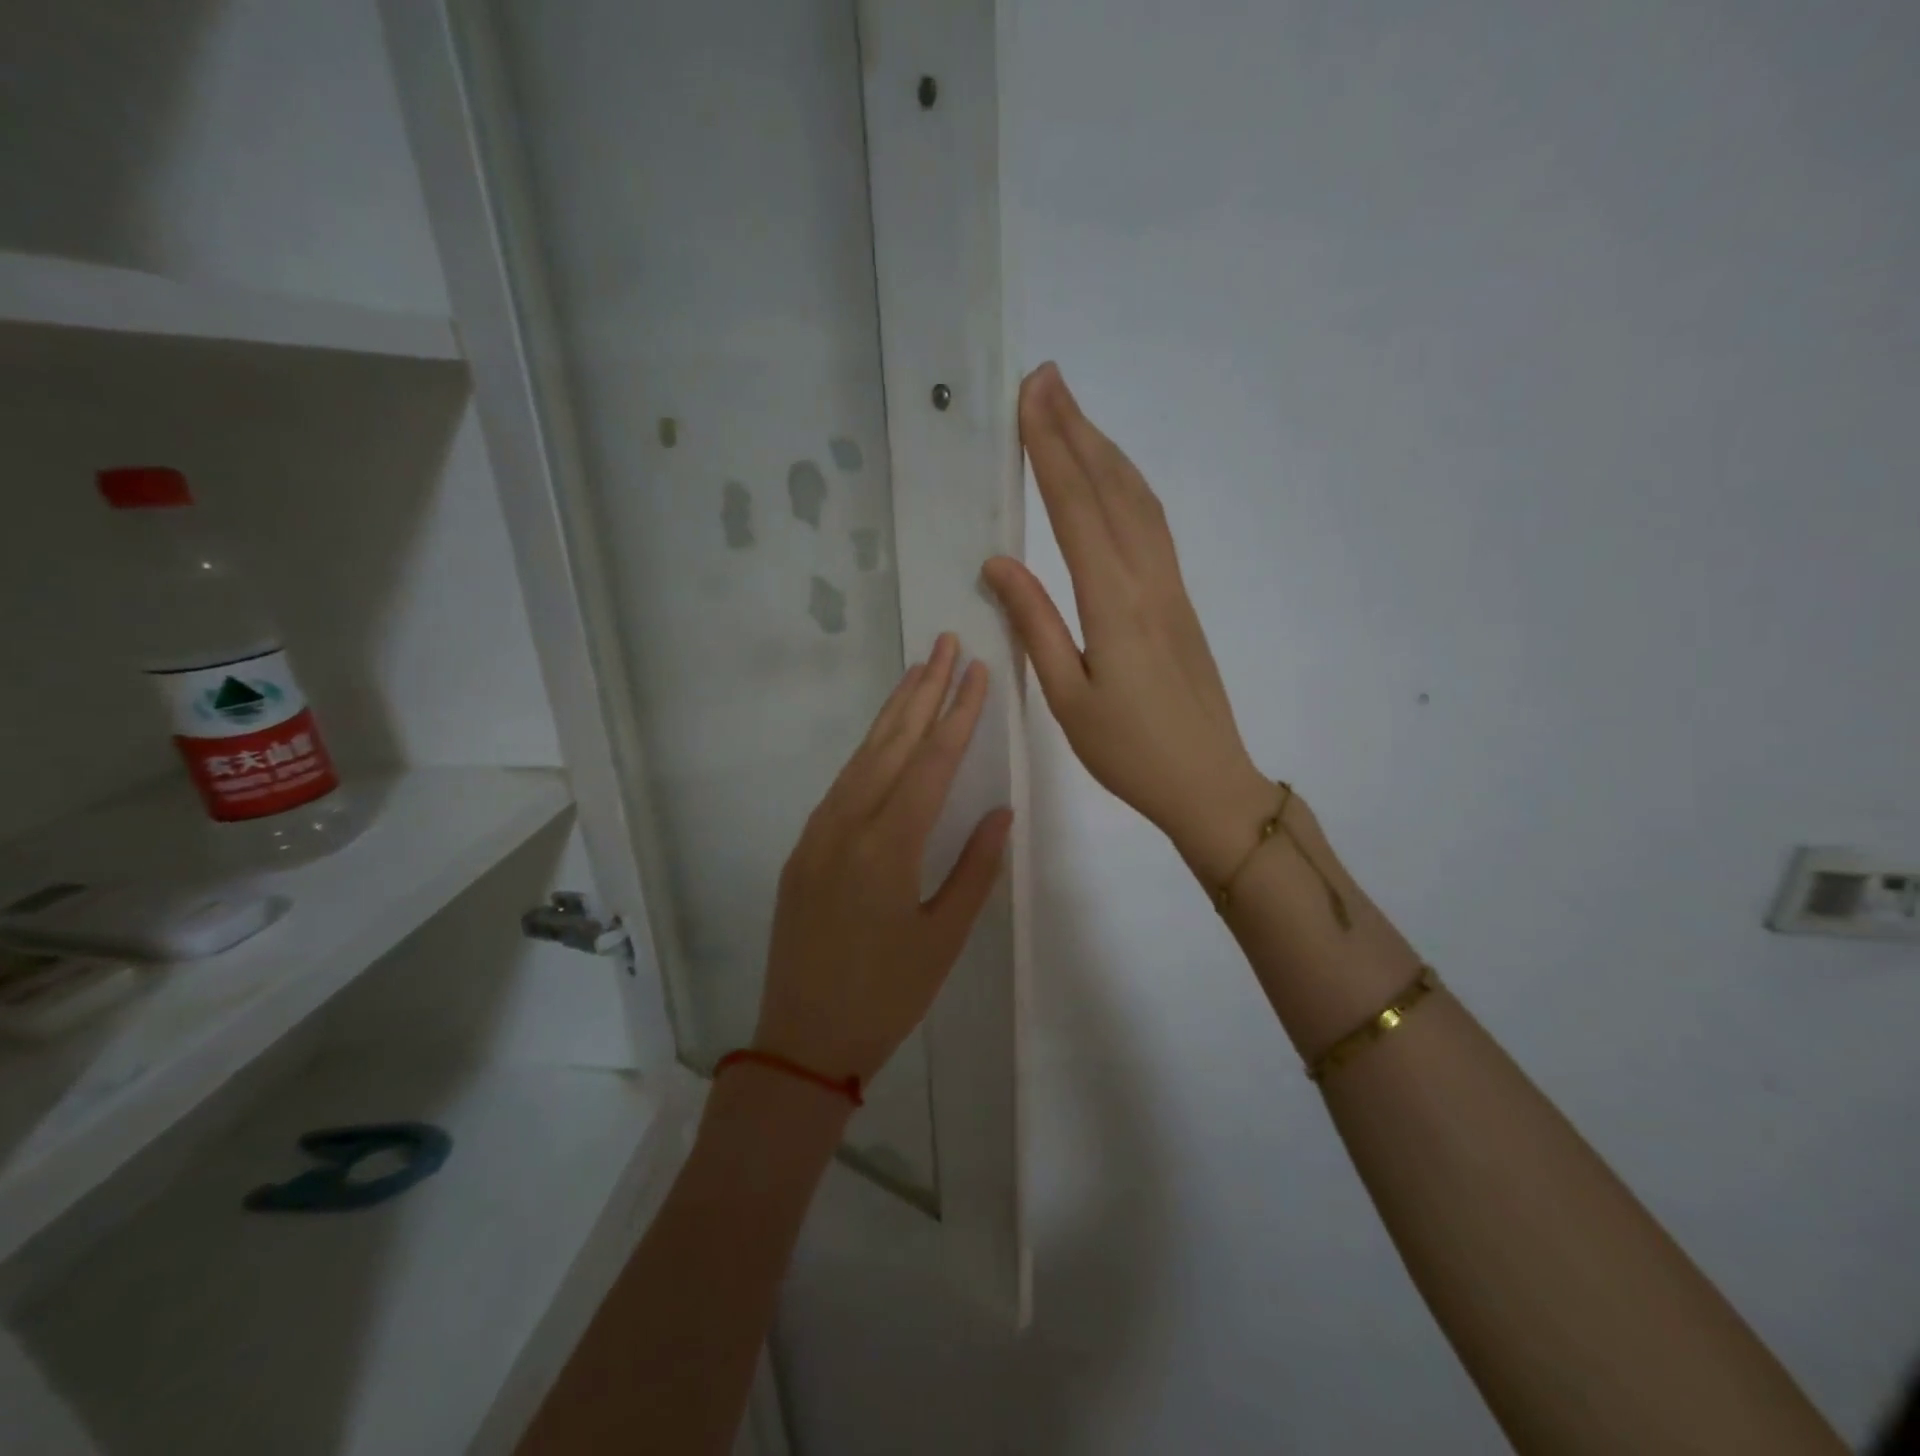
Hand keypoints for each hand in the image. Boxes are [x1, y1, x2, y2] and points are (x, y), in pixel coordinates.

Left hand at [754, 633, 1013, 1086]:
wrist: (802, 1040)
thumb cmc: (886, 996)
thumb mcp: (944, 938)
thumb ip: (976, 868)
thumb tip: (1000, 810)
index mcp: (888, 846)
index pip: (931, 762)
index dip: (958, 713)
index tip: (977, 670)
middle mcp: (847, 826)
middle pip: (891, 743)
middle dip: (922, 690)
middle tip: (945, 644)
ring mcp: (817, 834)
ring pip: (861, 757)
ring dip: (892, 713)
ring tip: (918, 673)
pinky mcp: (802, 849)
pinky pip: (841, 785)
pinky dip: (868, 751)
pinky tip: (884, 739)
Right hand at [984, 363, 1270, 878]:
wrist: (1208, 781)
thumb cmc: (1129, 752)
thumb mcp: (1066, 697)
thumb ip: (1036, 624)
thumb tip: (999, 563)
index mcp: (1114, 603)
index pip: (1076, 509)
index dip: (1051, 450)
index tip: (1030, 398)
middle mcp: (1148, 579)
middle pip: (1111, 488)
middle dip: (1076, 429)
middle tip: (1046, 378)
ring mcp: (1171, 586)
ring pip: (1139, 501)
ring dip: (1105, 450)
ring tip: (1073, 413)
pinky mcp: (1180, 600)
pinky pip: (1153, 526)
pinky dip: (1128, 486)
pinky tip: (1113, 478)